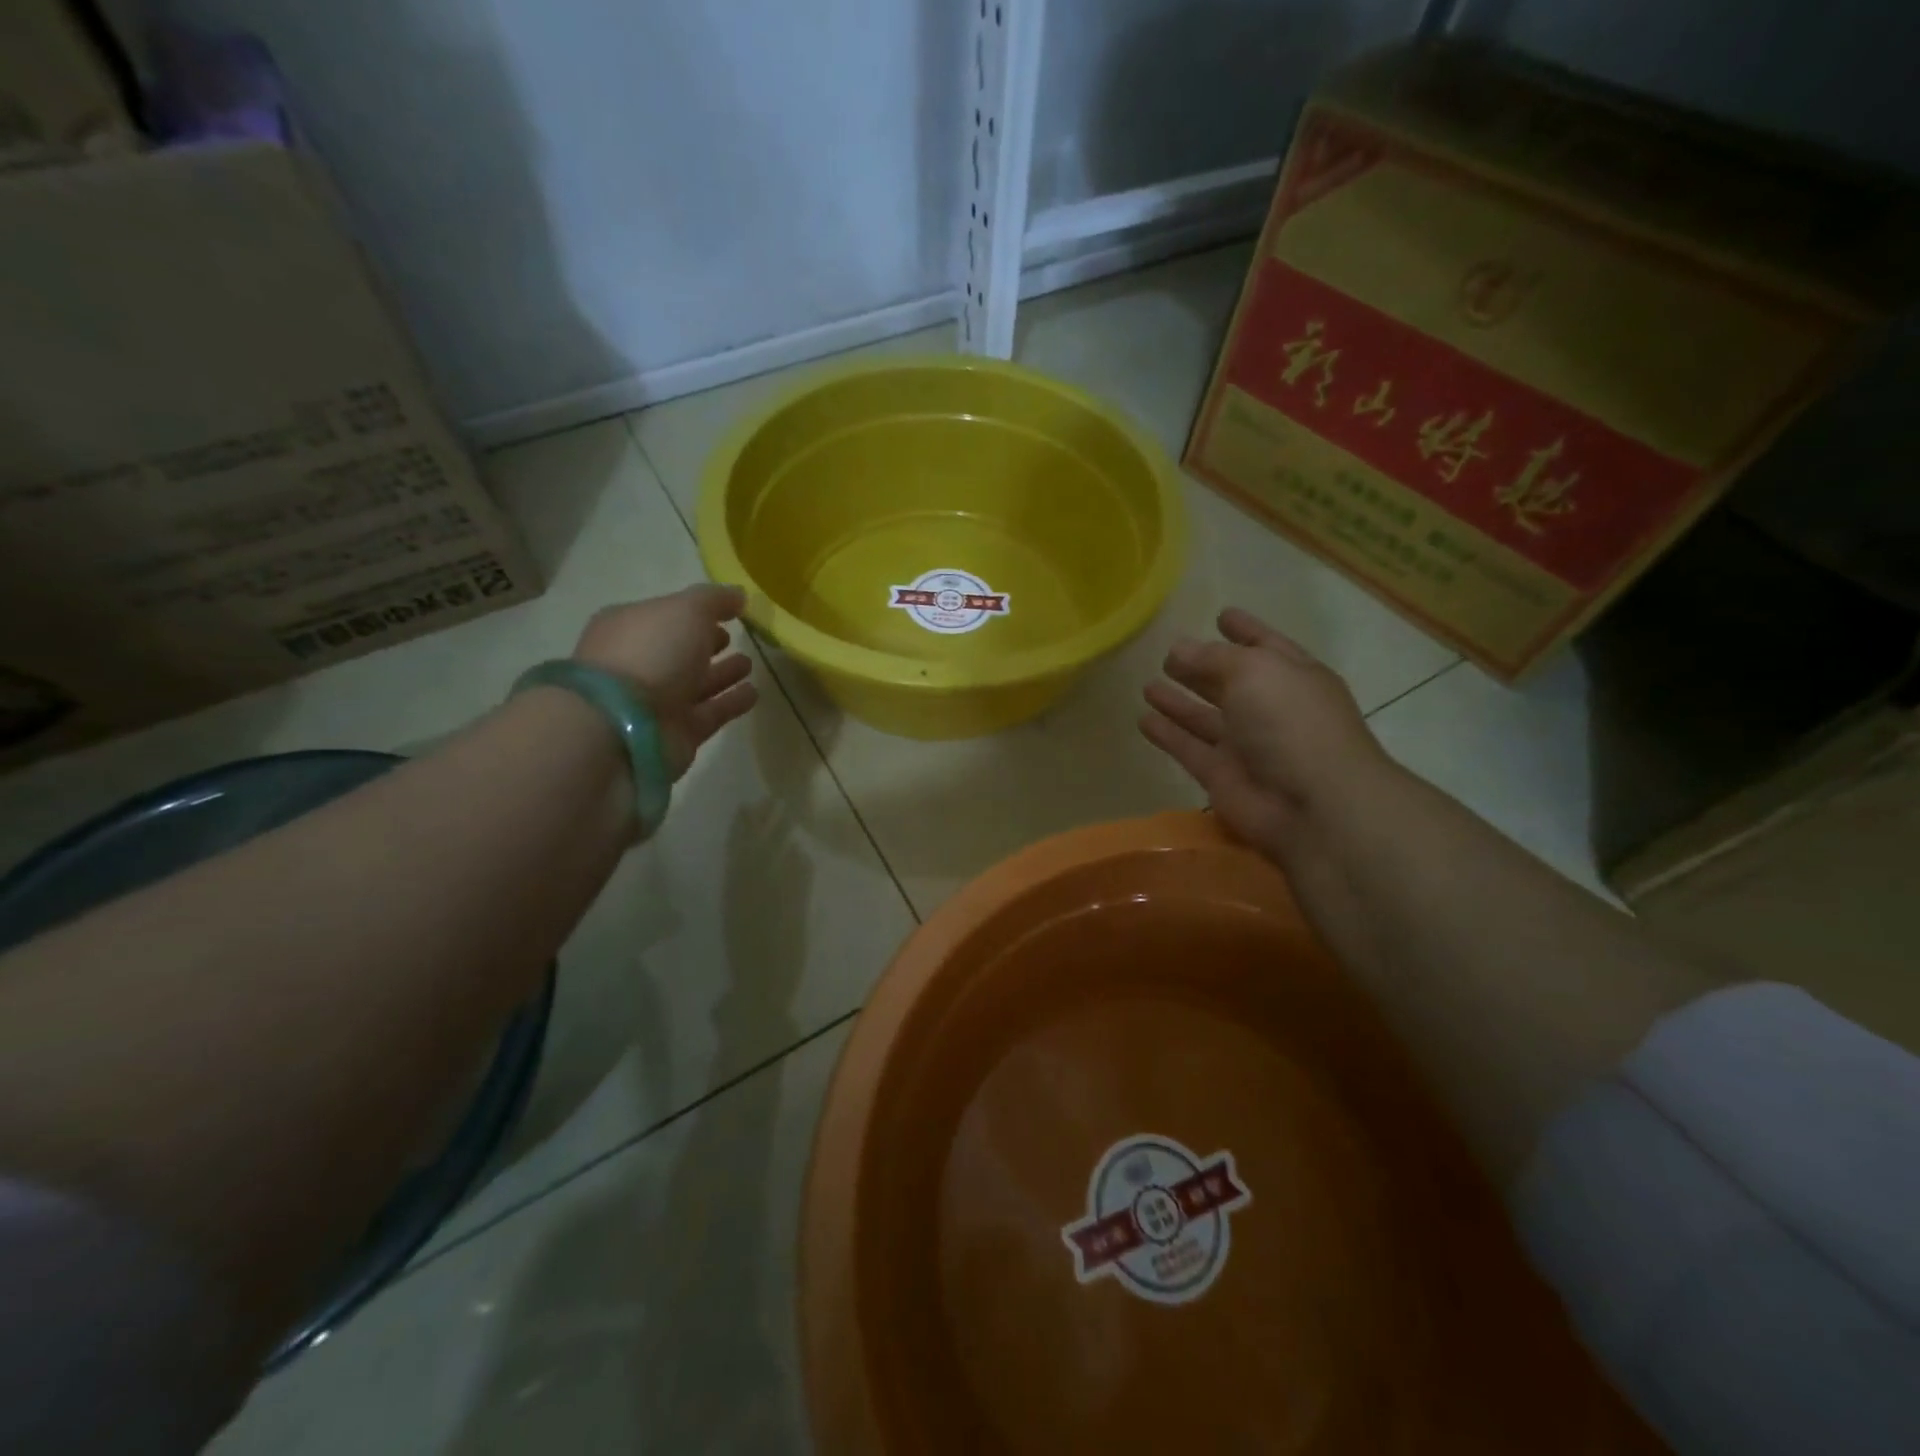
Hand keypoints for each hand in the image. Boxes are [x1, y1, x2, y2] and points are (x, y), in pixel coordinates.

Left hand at [572, 584, 758, 776]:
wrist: (625, 725)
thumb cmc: (651, 653)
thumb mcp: (685, 610)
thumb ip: (714, 599)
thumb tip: (738, 595)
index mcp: (631, 627)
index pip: (667, 616)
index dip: (696, 612)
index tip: (728, 612)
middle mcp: (641, 663)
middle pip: (679, 650)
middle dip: (707, 644)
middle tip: (736, 638)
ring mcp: (657, 701)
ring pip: (697, 683)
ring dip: (722, 674)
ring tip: (750, 664)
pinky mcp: (678, 732)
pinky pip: (710, 712)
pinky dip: (731, 702)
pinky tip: (753, 693)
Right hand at [1141, 607, 1394, 862]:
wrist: (1312, 804)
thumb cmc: (1291, 722)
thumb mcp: (1254, 670)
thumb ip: (1212, 657)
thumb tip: (1178, 648)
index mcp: (1291, 676)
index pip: (1264, 645)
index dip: (1244, 629)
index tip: (1221, 615)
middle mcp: (1269, 708)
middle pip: (1229, 682)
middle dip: (1202, 668)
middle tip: (1169, 655)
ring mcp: (1245, 745)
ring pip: (1204, 717)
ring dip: (1178, 702)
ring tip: (1148, 685)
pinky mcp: (1221, 776)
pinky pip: (1188, 749)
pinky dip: (1167, 735)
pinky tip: (1143, 720)